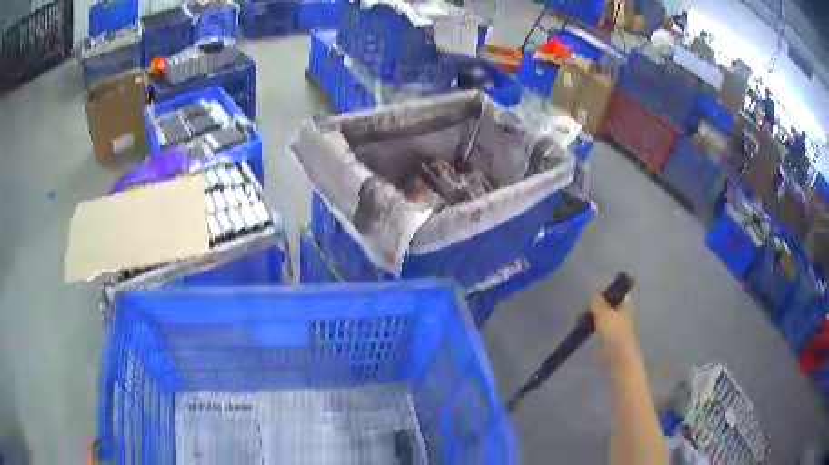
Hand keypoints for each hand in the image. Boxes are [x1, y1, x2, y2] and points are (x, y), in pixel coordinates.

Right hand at [590, 293, 639, 365]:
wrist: (619, 362)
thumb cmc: (614, 335)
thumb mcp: (604, 314)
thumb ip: (598, 303)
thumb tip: (594, 293)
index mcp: (625, 304)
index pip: (615, 291)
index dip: (603, 291)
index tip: (590, 296)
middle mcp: (623, 314)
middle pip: (609, 305)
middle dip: (596, 306)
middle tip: (584, 311)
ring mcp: (617, 329)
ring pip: (604, 318)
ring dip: (593, 319)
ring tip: (581, 322)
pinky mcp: (610, 342)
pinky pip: (600, 332)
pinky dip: (593, 331)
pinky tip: (584, 334)